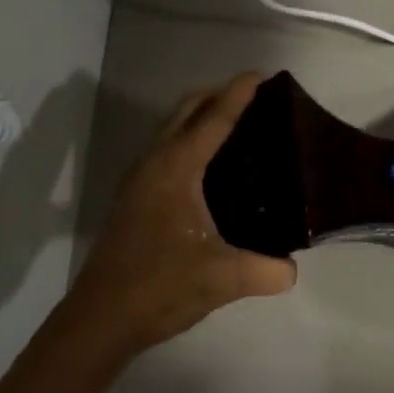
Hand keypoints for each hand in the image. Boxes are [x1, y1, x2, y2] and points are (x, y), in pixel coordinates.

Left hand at [68, 73, 296, 355]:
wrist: (102, 317)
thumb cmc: (161, 286)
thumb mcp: (224, 278)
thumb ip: (267, 270)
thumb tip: (292, 269)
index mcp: (176, 169)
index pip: (213, 119)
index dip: (239, 94)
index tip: (262, 74)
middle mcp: (154, 164)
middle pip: (186, 111)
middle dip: (218, 95)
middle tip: (255, 98)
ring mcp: (139, 180)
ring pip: (171, 129)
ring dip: (200, 117)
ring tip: (237, 125)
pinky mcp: (134, 198)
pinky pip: (165, 150)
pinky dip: (188, 139)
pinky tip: (209, 167)